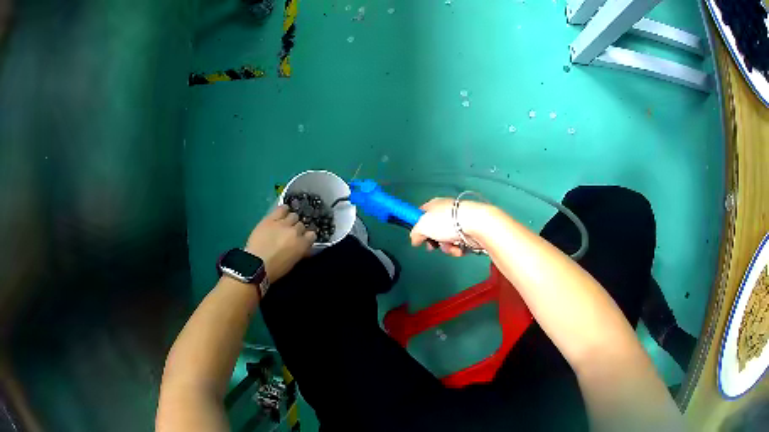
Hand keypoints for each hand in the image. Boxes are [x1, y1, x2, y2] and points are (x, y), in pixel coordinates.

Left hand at [245, 205, 315, 282]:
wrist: (256, 264)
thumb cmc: (275, 269)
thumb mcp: (292, 263)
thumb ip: (300, 252)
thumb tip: (304, 247)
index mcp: (302, 245)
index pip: (312, 235)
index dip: (307, 236)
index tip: (304, 239)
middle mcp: (295, 232)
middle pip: (301, 225)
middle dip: (297, 228)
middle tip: (291, 233)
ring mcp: (283, 224)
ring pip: (293, 215)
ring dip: (291, 219)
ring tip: (286, 222)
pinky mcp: (271, 219)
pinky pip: (281, 209)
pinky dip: (283, 209)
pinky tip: (283, 211)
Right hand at [410, 198, 489, 256]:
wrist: (476, 224)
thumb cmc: (447, 221)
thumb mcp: (423, 226)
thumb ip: (415, 234)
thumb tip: (415, 240)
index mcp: (434, 205)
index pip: (422, 213)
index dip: (418, 224)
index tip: (417, 235)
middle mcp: (446, 212)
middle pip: (435, 229)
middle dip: (434, 241)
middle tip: (433, 246)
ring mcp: (459, 222)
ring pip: (446, 240)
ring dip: (446, 247)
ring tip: (451, 246)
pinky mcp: (469, 232)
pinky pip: (458, 244)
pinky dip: (458, 249)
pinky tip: (460, 248)